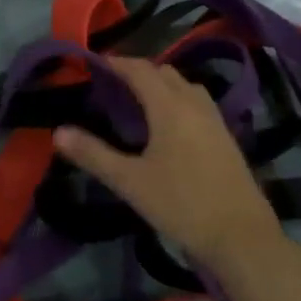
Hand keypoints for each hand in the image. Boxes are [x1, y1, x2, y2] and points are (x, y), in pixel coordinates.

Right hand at [54, 56, 282, 265]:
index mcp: (170, 107)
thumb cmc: (181, 205)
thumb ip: (93, 154)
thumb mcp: (130, 182)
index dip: (116, 63)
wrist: (242, 238)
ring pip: (185, 86)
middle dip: (138, 71)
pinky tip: (168, 126)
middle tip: (111, 85)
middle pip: (164, 72)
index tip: (94, 64)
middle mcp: (195, 105)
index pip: (140, 70)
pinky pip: (198, 103)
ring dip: (161, 84)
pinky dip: (178, 100)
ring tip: (138, 101)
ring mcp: (215, 121)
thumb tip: (58, 132)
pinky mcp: (226, 138)